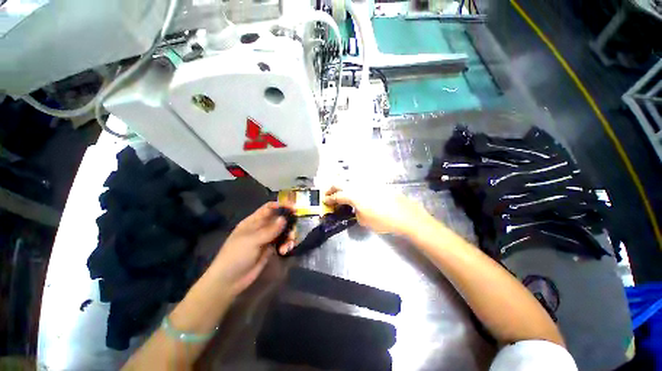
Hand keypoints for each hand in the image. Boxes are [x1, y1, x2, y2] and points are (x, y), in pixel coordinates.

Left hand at [211, 202, 294, 296]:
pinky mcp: (271, 249)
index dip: (281, 206)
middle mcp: (262, 227)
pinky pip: (282, 242)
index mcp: (254, 221)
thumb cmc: (236, 256)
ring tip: (289, 245)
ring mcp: (267, 238)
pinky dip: (286, 245)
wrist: (229, 281)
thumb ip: (270, 230)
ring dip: (289, 236)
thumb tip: (284, 218)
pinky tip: (285, 251)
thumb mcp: (252, 240)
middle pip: (279, 219)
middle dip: (289, 223)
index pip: (269, 208)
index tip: (294, 208)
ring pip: (283, 231)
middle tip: (295, 230)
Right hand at [324, 186, 434, 235]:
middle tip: (328, 193)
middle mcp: (358, 185)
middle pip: (340, 182)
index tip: (324, 200)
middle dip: (332, 188)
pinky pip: (359, 182)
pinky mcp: (375, 184)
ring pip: (350, 180)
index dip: (329, 199)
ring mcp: (367, 183)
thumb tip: (355, 208)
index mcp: (353, 195)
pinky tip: (355, 192)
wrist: (405, 215)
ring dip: (342, 185)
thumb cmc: (382, 220)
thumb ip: (355, 212)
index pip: (337, 196)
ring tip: (340, 192)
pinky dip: (353, 186)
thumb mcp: (363, 221)